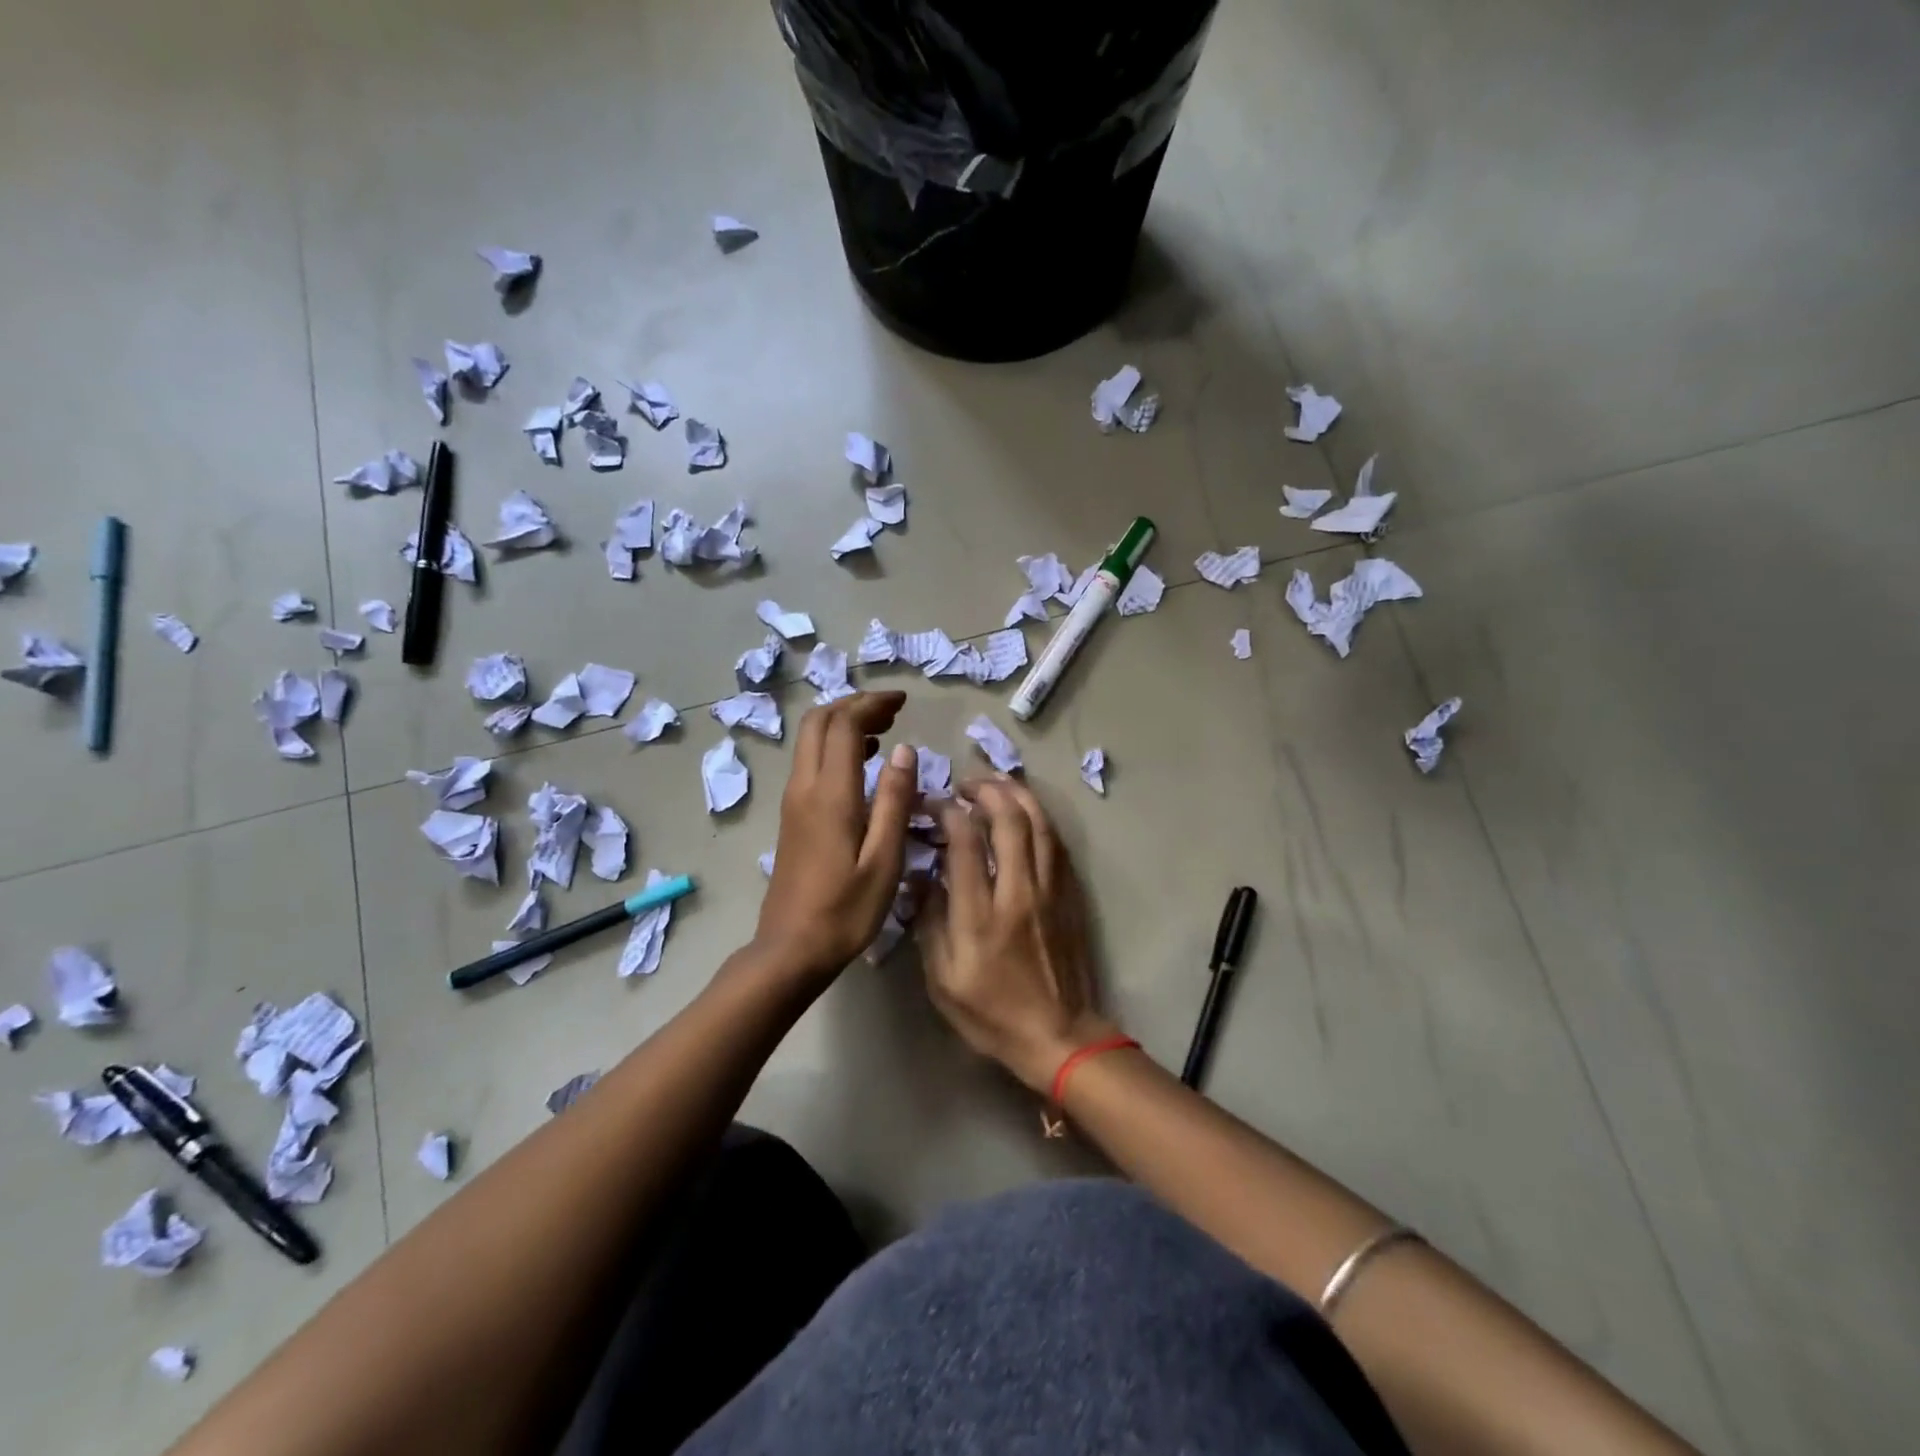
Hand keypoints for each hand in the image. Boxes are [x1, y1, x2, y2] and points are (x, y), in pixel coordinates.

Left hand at [753, 692, 918, 983]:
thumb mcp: (884, 859)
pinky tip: (862, 764)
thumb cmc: (846, 910)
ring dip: (843, 723)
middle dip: (854, 705)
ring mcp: (793, 801)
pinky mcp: (792, 816)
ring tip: (883, 730)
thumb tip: (904, 750)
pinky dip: (835, 747)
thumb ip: (894, 800)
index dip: (872, 704)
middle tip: (892, 710)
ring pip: (810, 740)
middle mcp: (804, 787)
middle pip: (819, 722)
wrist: (791, 949)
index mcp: (829, 794)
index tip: (903, 701)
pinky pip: (810, 762)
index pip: (844, 725)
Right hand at [916, 777, 1117, 1092]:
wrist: (1059, 1036)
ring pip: (1039, 824)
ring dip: (1017, 795)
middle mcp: (1019, 892)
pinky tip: (1026, 812)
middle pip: (1009, 820)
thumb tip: (921, 877)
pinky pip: (1056, 843)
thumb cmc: (992, 1014)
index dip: (948, 812)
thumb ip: (929, 923)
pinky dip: (1039, 818)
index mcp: (980, 916)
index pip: (965, 842)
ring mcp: (1050, 891)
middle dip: (986, 790)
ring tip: (996, 783)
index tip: (935, 803)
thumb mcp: (942, 980)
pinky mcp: (1069, 895)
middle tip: (966, 784)